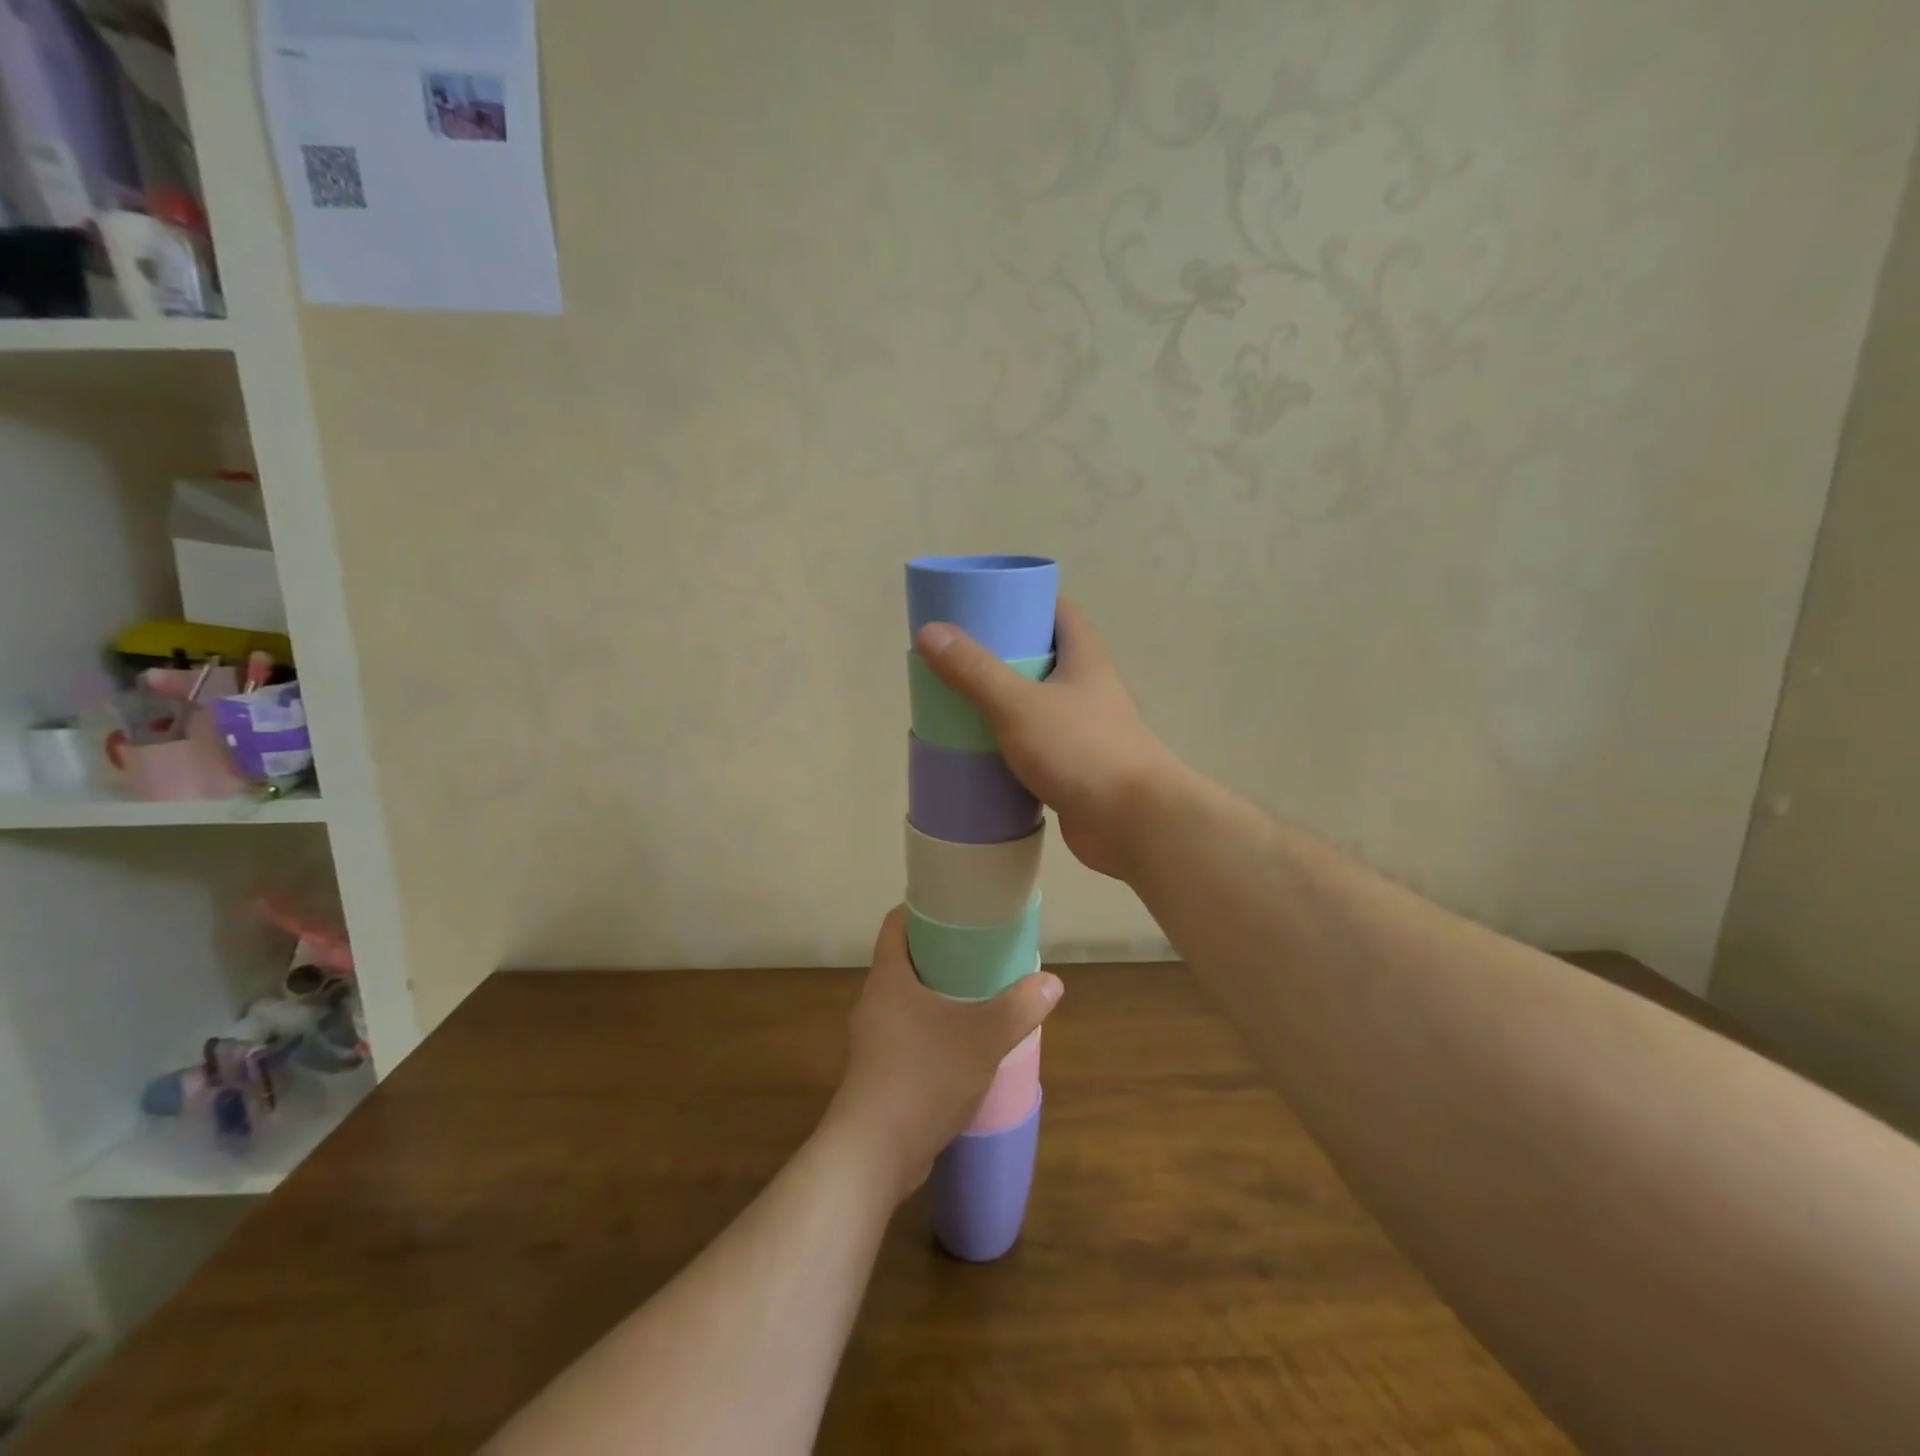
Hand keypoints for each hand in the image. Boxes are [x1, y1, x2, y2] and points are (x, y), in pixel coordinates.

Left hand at [824, 907, 1062, 1203]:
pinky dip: (934, 1028)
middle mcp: (875, 1001)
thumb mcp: (983, 1037)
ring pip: (908, 999)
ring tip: (980, 995)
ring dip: (940, 994)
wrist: (875, 1153)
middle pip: (906, 960)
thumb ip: (1020, 1007)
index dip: (924, 909)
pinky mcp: (880, 1071)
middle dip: (942, 953)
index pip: (897, 923)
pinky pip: (909, 1033)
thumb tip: (1052, 982)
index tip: (958, 908)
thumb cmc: (924, 1076)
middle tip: (982, 951)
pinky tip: (964, 1043)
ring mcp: (874, 1038)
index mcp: (889, 977)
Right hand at [915, 600, 1174, 880]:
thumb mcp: (1019, 704)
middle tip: (958, 660)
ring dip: (1004, 704)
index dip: (1025, 603)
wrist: (1133, 824)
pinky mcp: (1076, 769)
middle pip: (1044, 658)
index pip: (1059, 612)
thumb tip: (930, 632)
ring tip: (959, 704)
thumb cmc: (1082, 750)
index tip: (984, 607)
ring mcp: (1085, 730)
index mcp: (1085, 659)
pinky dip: (1011, 746)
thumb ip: (975, 670)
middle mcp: (1089, 689)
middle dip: (1003, 656)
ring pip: (1038, 705)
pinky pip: (1037, 746)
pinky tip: (980, 753)